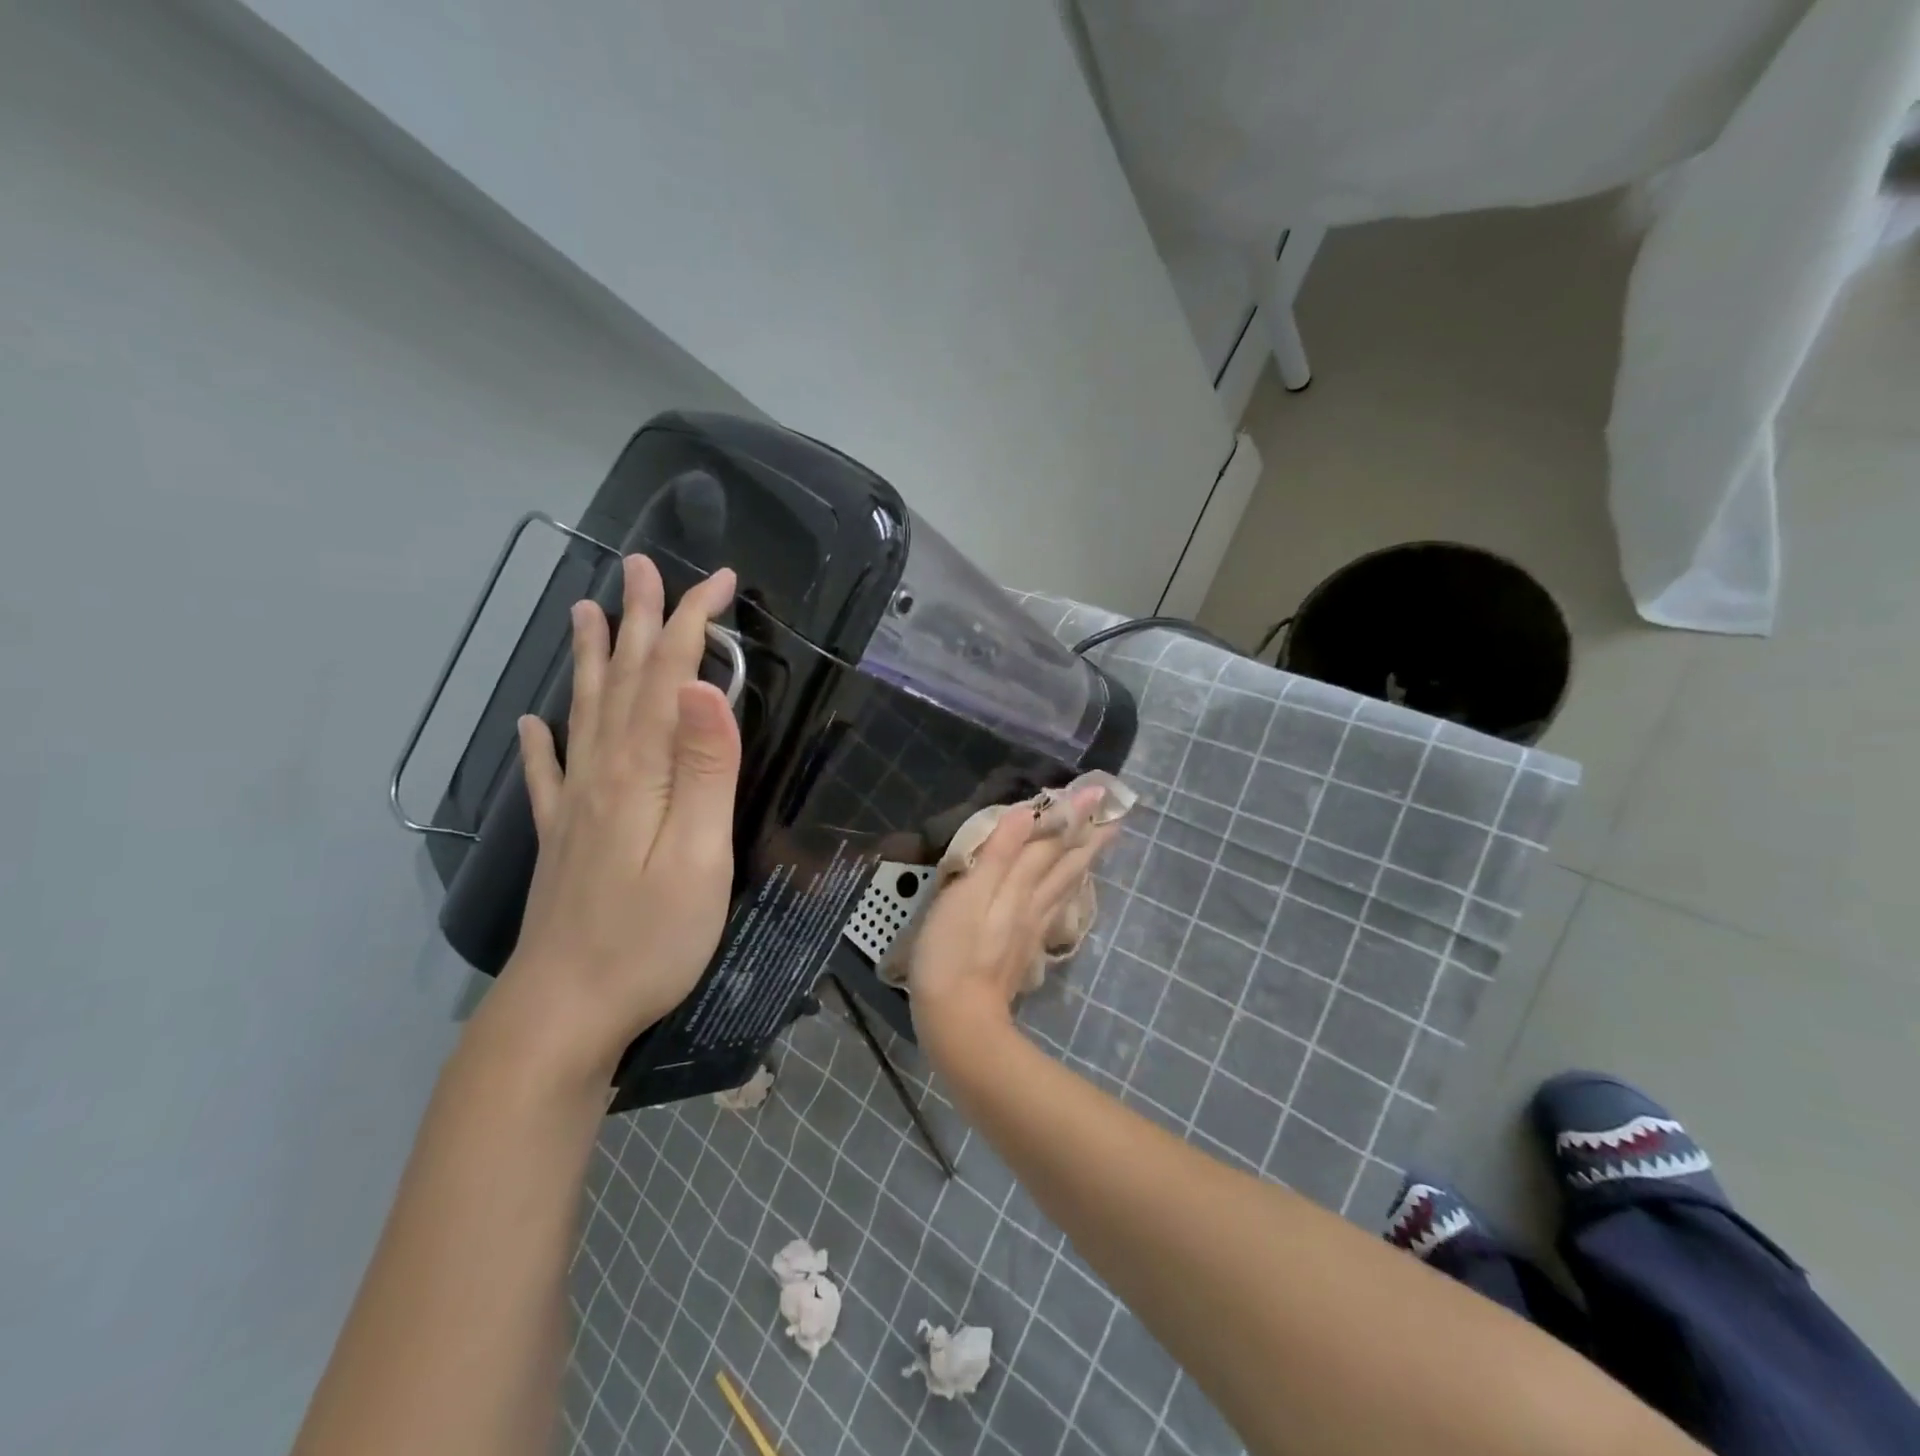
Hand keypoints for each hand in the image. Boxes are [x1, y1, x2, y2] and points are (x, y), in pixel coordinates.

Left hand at [483, 555, 741, 1084]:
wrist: (565, 1012)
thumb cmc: (650, 938)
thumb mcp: (700, 855)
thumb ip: (706, 770)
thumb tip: (704, 687)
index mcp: (642, 773)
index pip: (669, 679)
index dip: (690, 623)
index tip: (719, 581)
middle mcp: (602, 774)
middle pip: (623, 682)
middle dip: (638, 621)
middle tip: (640, 567)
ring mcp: (575, 806)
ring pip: (585, 714)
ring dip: (591, 660)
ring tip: (585, 613)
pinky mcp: (562, 839)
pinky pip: (547, 774)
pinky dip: (541, 742)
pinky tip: (531, 723)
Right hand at [908, 787, 1114, 1069]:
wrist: (960, 1023)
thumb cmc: (953, 954)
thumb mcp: (967, 897)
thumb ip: (998, 855)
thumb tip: (1027, 813)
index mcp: (1019, 887)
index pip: (1051, 843)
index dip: (1072, 815)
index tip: (1099, 791)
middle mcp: (1033, 904)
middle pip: (1066, 865)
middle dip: (1089, 838)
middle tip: (1115, 816)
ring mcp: (1031, 929)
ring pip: (1064, 887)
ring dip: (1082, 862)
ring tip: (1099, 846)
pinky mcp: (1023, 950)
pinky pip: (1054, 909)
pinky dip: (1066, 892)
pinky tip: (1064, 895)